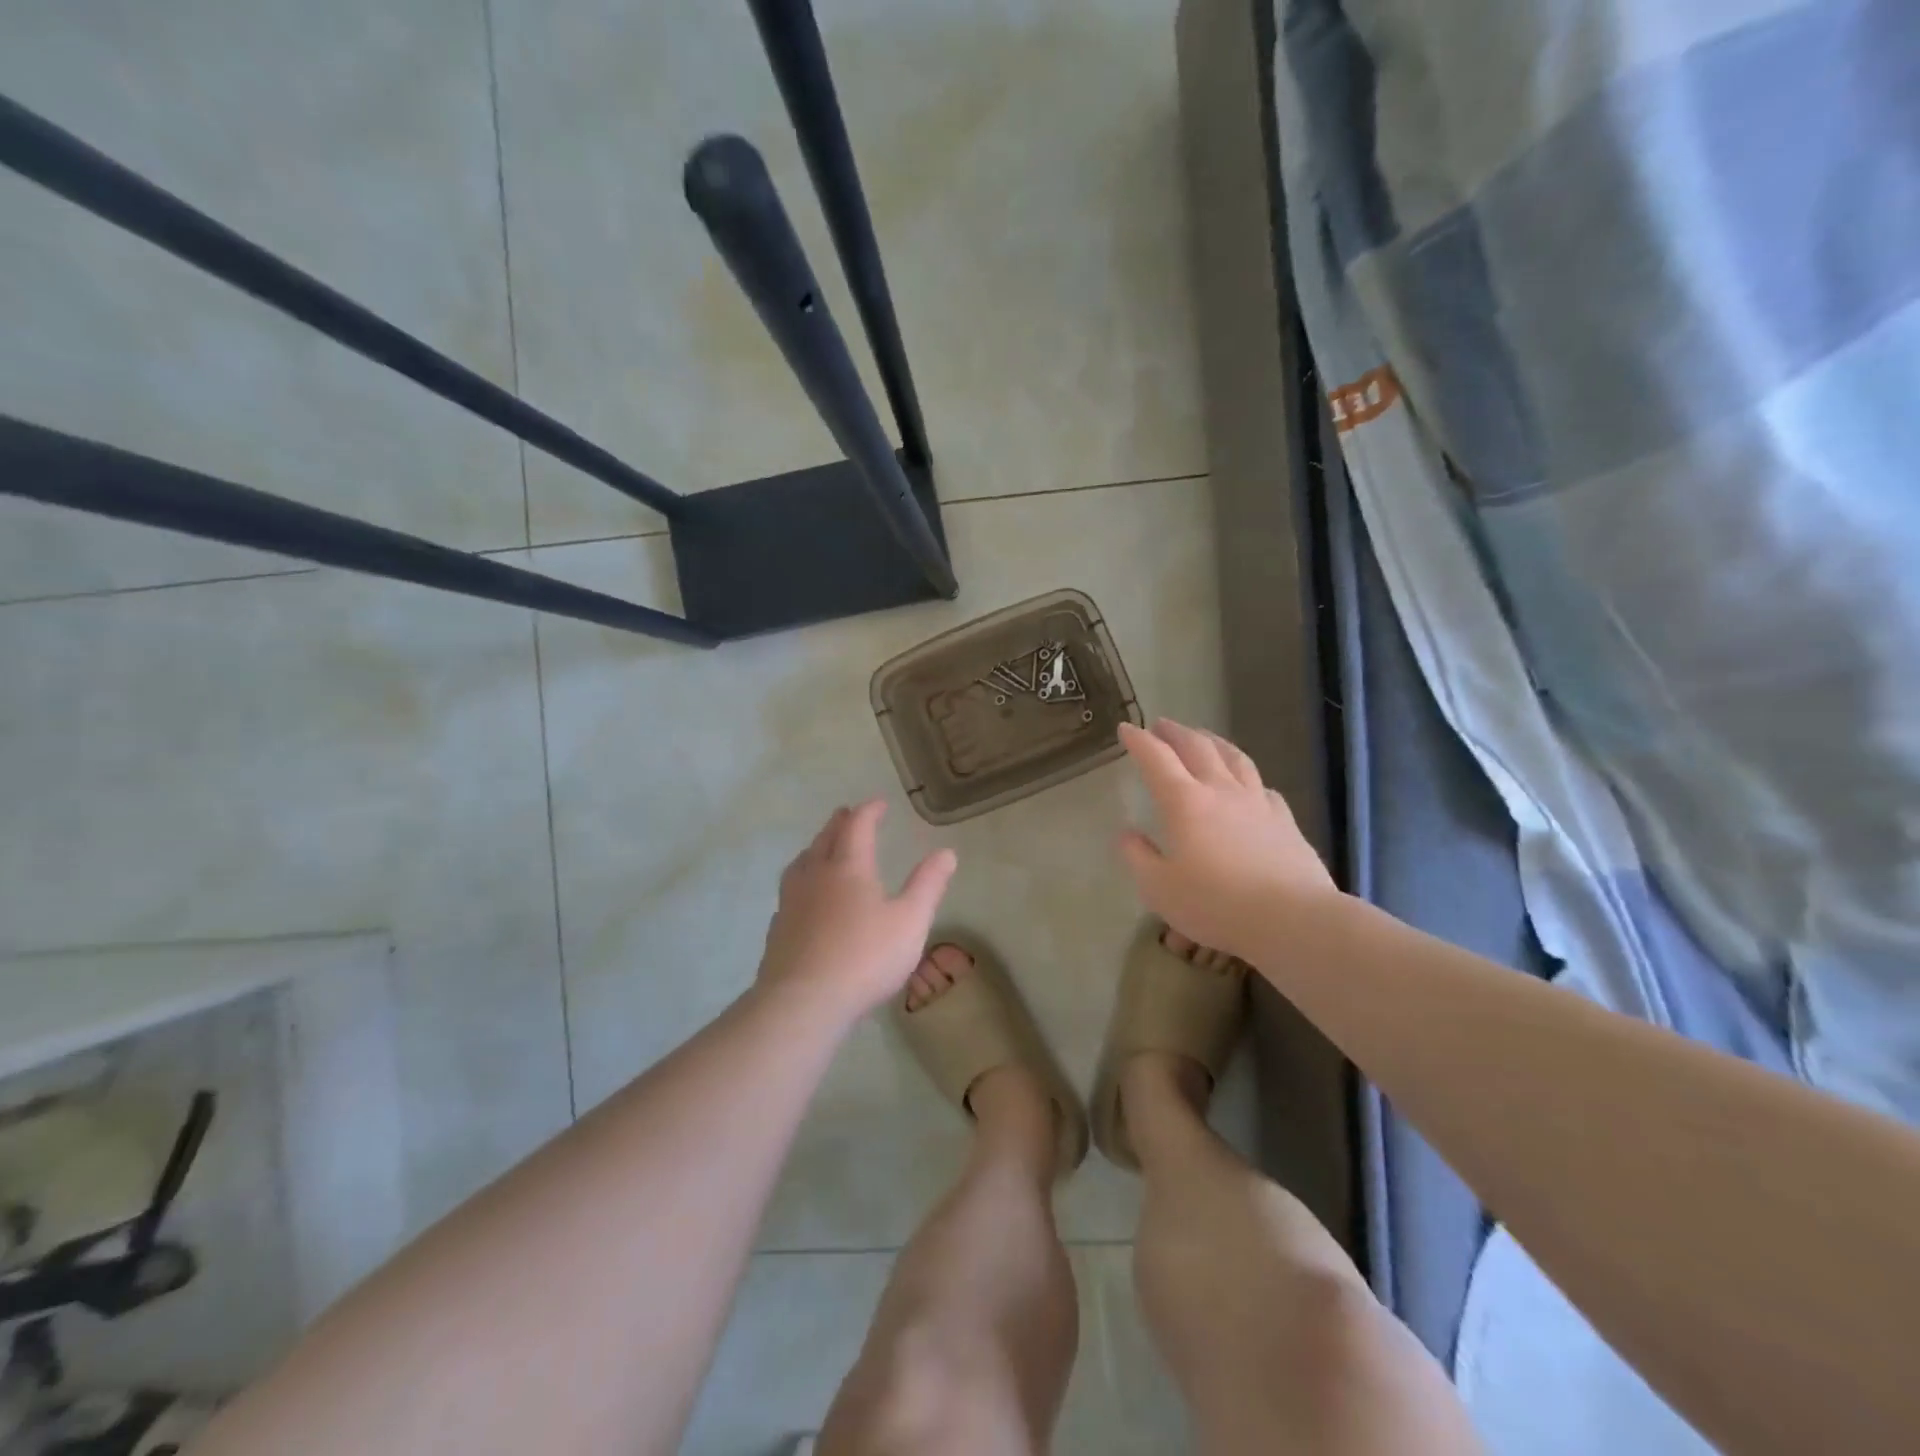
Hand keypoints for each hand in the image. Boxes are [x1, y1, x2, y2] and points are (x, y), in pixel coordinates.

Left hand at [758, 799, 957, 1021]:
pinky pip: (790, 890)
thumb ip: (928, 885)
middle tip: (847, 814)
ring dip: (815, 847)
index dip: (869, 811)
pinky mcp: (778, 929)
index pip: (858, 826)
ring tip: (821, 847)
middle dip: (839, 823)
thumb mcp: (910, 922)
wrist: (803, 1002)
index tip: (879, 803)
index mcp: (848, 867)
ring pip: (802, 862)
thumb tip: (946, 852)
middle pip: (825, 839)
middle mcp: (816, 876)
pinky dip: (802, 879)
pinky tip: (805, 897)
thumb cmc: (865, 958)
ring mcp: (791, 902)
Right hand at [1117, 719, 1337, 962]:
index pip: (1156, 759)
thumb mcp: (1159, 888)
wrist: (1292, 919)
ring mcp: (1258, 803)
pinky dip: (1248, 777)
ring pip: (1234, 758)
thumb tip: (1127, 834)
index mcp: (1185, 802)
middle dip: (1176, 732)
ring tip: (1204, 737)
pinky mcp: (1285, 821)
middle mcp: (1221, 791)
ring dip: (1214, 742)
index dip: (1139, 741)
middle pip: (1198, 748)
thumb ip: (1138, 857)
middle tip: (1162, 724)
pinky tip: (1250, 784)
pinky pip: (1263, 787)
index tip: (1126, 728)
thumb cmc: (1215, 904)